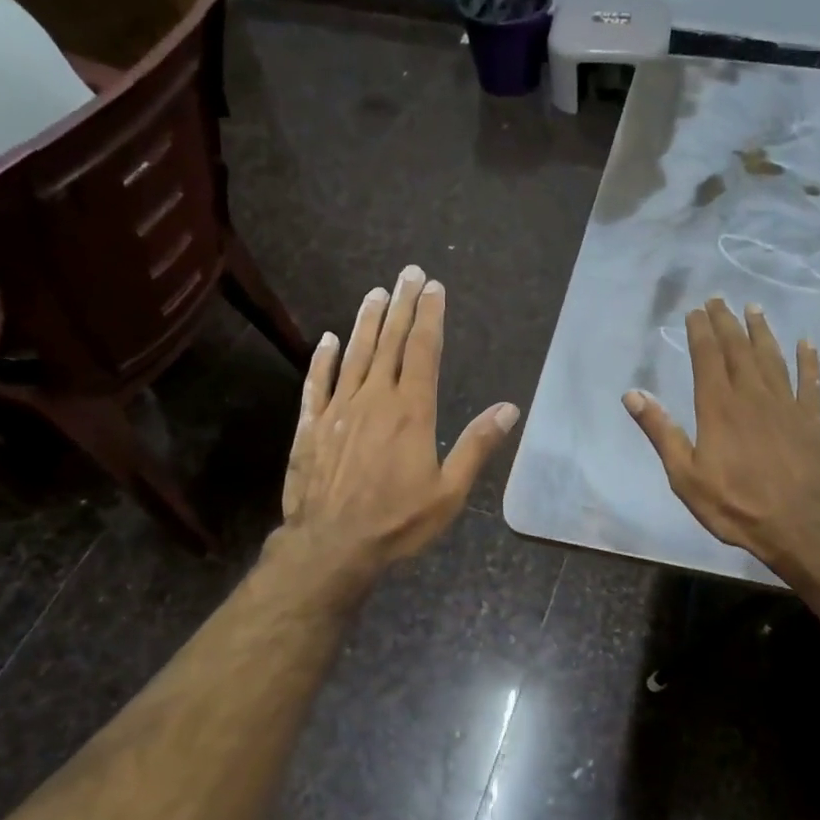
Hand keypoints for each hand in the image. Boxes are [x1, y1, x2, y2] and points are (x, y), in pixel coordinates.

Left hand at [280, 265, 518, 584]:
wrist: (331, 546)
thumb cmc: (398, 521)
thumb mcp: (449, 491)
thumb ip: (476, 446)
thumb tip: (509, 408)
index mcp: (411, 411)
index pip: (423, 351)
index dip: (430, 316)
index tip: (434, 288)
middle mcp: (374, 398)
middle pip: (390, 342)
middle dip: (402, 305)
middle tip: (409, 273)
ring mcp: (339, 409)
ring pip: (355, 354)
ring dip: (367, 321)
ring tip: (376, 292)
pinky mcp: (311, 426)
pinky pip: (317, 383)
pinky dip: (322, 359)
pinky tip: (328, 339)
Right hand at [623, 298, 819, 575]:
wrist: (798, 526)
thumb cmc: (734, 504)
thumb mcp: (684, 475)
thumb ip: (660, 432)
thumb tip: (632, 394)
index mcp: (718, 407)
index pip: (707, 358)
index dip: (700, 332)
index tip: (695, 311)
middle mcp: (752, 396)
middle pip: (738, 350)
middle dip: (726, 323)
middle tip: (719, 299)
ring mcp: (786, 405)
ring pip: (773, 358)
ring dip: (762, 331)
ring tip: (754, 308)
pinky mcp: (812, 420)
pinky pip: (811, 382)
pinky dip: (809, 361)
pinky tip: (807, 343)